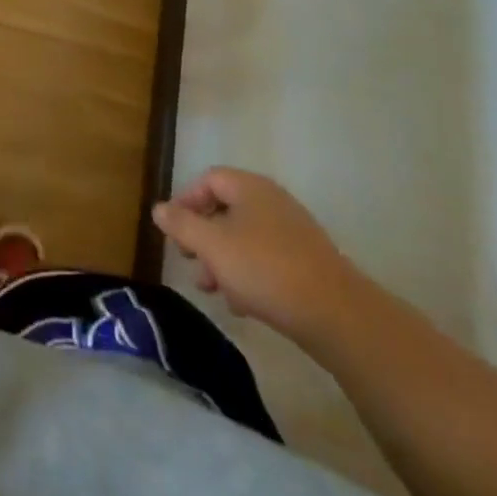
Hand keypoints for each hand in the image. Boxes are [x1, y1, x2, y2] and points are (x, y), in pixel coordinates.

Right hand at [151, 168, 365, 347]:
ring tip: (213, 290)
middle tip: (190, 262)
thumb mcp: (211, 245)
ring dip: (223, 260)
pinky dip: (249, 274)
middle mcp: (272, 201)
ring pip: (245, 238)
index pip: (208, 180)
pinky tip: (243, 304)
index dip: (185, 201)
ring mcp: (294, 232)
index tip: (174, 231)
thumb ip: (181, 224)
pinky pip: (267, 259)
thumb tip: (159, 208)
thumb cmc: (264, 268)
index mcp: (250, 188)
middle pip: (226, 209)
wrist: (337, 315)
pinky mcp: (308, 263)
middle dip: (203, 237)